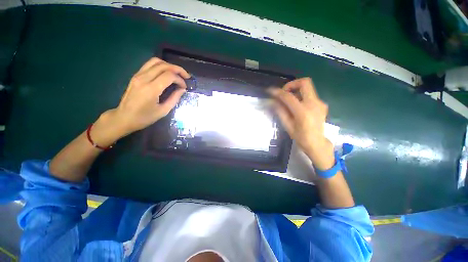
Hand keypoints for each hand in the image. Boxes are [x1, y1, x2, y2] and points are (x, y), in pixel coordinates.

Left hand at [91, 58, 189, 145]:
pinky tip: (166, 73)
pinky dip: (160, 66)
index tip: (185, 87)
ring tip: (177, 73)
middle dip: (178, 69)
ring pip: (156, 61)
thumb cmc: (144, 117)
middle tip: (186, 76)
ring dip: (169, 65)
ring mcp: (138, 75)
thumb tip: (182, 89)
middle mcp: (143, 78)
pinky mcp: (136, 76)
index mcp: (151, 89)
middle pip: (163, 66)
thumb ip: (174, 98)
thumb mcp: (163, 111)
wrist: (123, 118)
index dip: (180, 79)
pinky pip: (149, 65)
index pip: (169, 76)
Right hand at [268, 78, 333, 169]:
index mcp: (303, 112)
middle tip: (284, 92)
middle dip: (291, 84)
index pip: (288, 96)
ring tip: (288, 101)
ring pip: (307, 88)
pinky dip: (301, 96)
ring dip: (296, 90)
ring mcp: (320, 103)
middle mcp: (314, 104)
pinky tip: (296, 106)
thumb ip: (280, 111)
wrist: (317, 143)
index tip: (270, 91)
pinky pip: (310, 94)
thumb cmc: (300, 137)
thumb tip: (272, 101)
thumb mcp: (287, 126)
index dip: (278, 92)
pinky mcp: (322, 104)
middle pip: (305, 82)